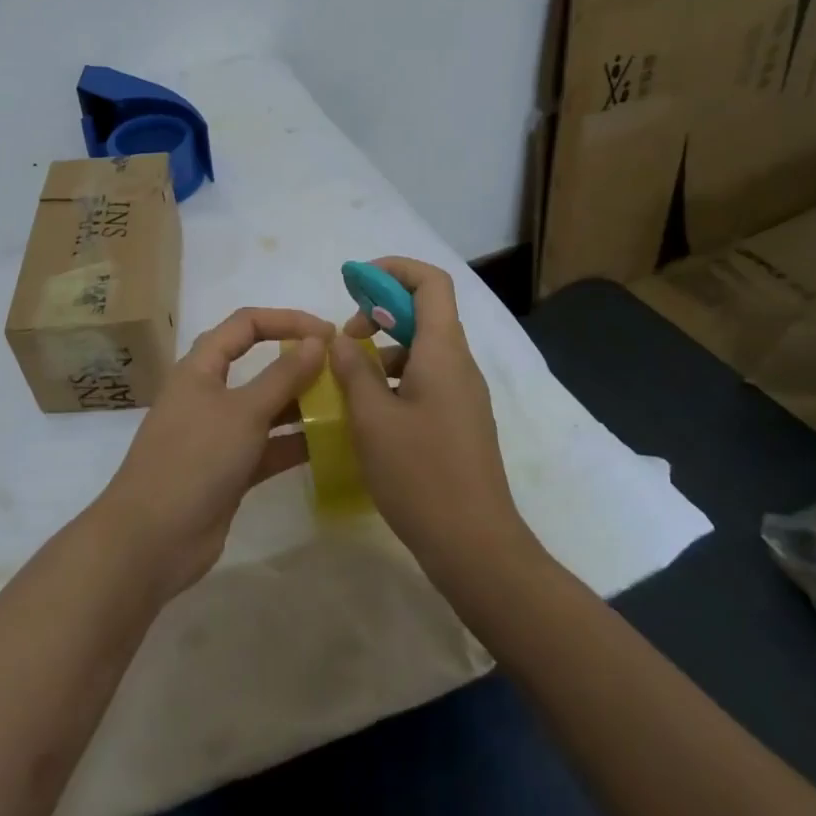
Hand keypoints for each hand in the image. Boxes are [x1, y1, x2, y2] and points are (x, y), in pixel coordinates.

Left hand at [97, 307, 331, 597]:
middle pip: (257, 364)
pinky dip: (293, 443)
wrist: (153, 538)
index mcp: (201, 367)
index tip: (328, 334)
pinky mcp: (228, 470)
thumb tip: (316, 341)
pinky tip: (330, 444)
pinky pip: (267, 447)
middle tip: (343, 369)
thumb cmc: (196, 459)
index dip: (286, 320)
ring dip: (300, 404)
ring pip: (265, 408)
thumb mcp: (243, 412)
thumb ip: (282, 376)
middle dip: (297, 362)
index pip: (245, 324)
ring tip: (345, 405)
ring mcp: (218, 434)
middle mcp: (208, 394)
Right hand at [330, 257, 525, 567]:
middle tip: (342, 339)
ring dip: (383, 349)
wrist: (475, 546)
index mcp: (443, 352)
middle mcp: (459, 365)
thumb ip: (353, 370)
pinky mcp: (458, 421)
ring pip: (421, 349)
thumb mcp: (372, 418)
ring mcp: (462, 395)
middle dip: (379, 311)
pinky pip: (425, 379)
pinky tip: (367, 411)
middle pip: (424, 311)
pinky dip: (393, 378)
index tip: (352, 283)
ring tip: (346, 379)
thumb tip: (340, 339)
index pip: (430, 282)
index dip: (392, 270)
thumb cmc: (420, 475)